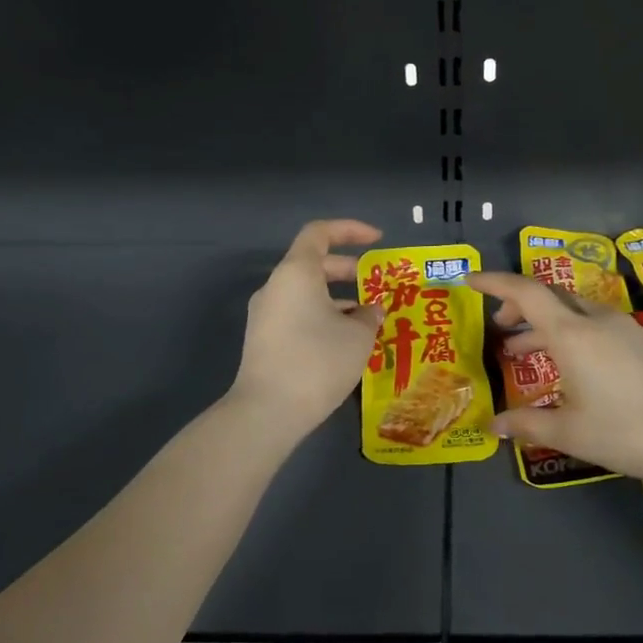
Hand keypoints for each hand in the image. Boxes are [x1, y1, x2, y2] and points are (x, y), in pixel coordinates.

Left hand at [231, 219, 385, 435]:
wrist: (267, 412)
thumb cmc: (318, 361)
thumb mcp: (358, 336)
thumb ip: (369, 315)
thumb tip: (371, 308)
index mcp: (296, 273)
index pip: (320, 233)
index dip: (351, 230)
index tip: (378, 241)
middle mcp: (276, 287)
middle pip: (313, 264)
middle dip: (349, 270)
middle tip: (378, 285)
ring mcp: (266, 314)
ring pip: (307, 292)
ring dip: (338, 298)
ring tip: (369, 317)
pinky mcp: (264, 339)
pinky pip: (298, 314)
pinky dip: (324, 316)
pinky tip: (346, 340)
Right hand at [471, 272, 642, 491]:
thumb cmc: (629, 432)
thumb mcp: (571, 433)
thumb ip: (528, 424)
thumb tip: (494, 426)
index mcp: (572, 333)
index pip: (525, 292)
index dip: (494, 282)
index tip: (468, 280)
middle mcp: (597, 320)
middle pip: (550, 297)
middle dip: (519, 306)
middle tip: (499, 330)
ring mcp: (624, 329)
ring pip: (573, 312)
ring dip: (545, 325)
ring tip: (524, 352)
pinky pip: (594, 326)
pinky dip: (570, 336)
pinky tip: (569, 369)